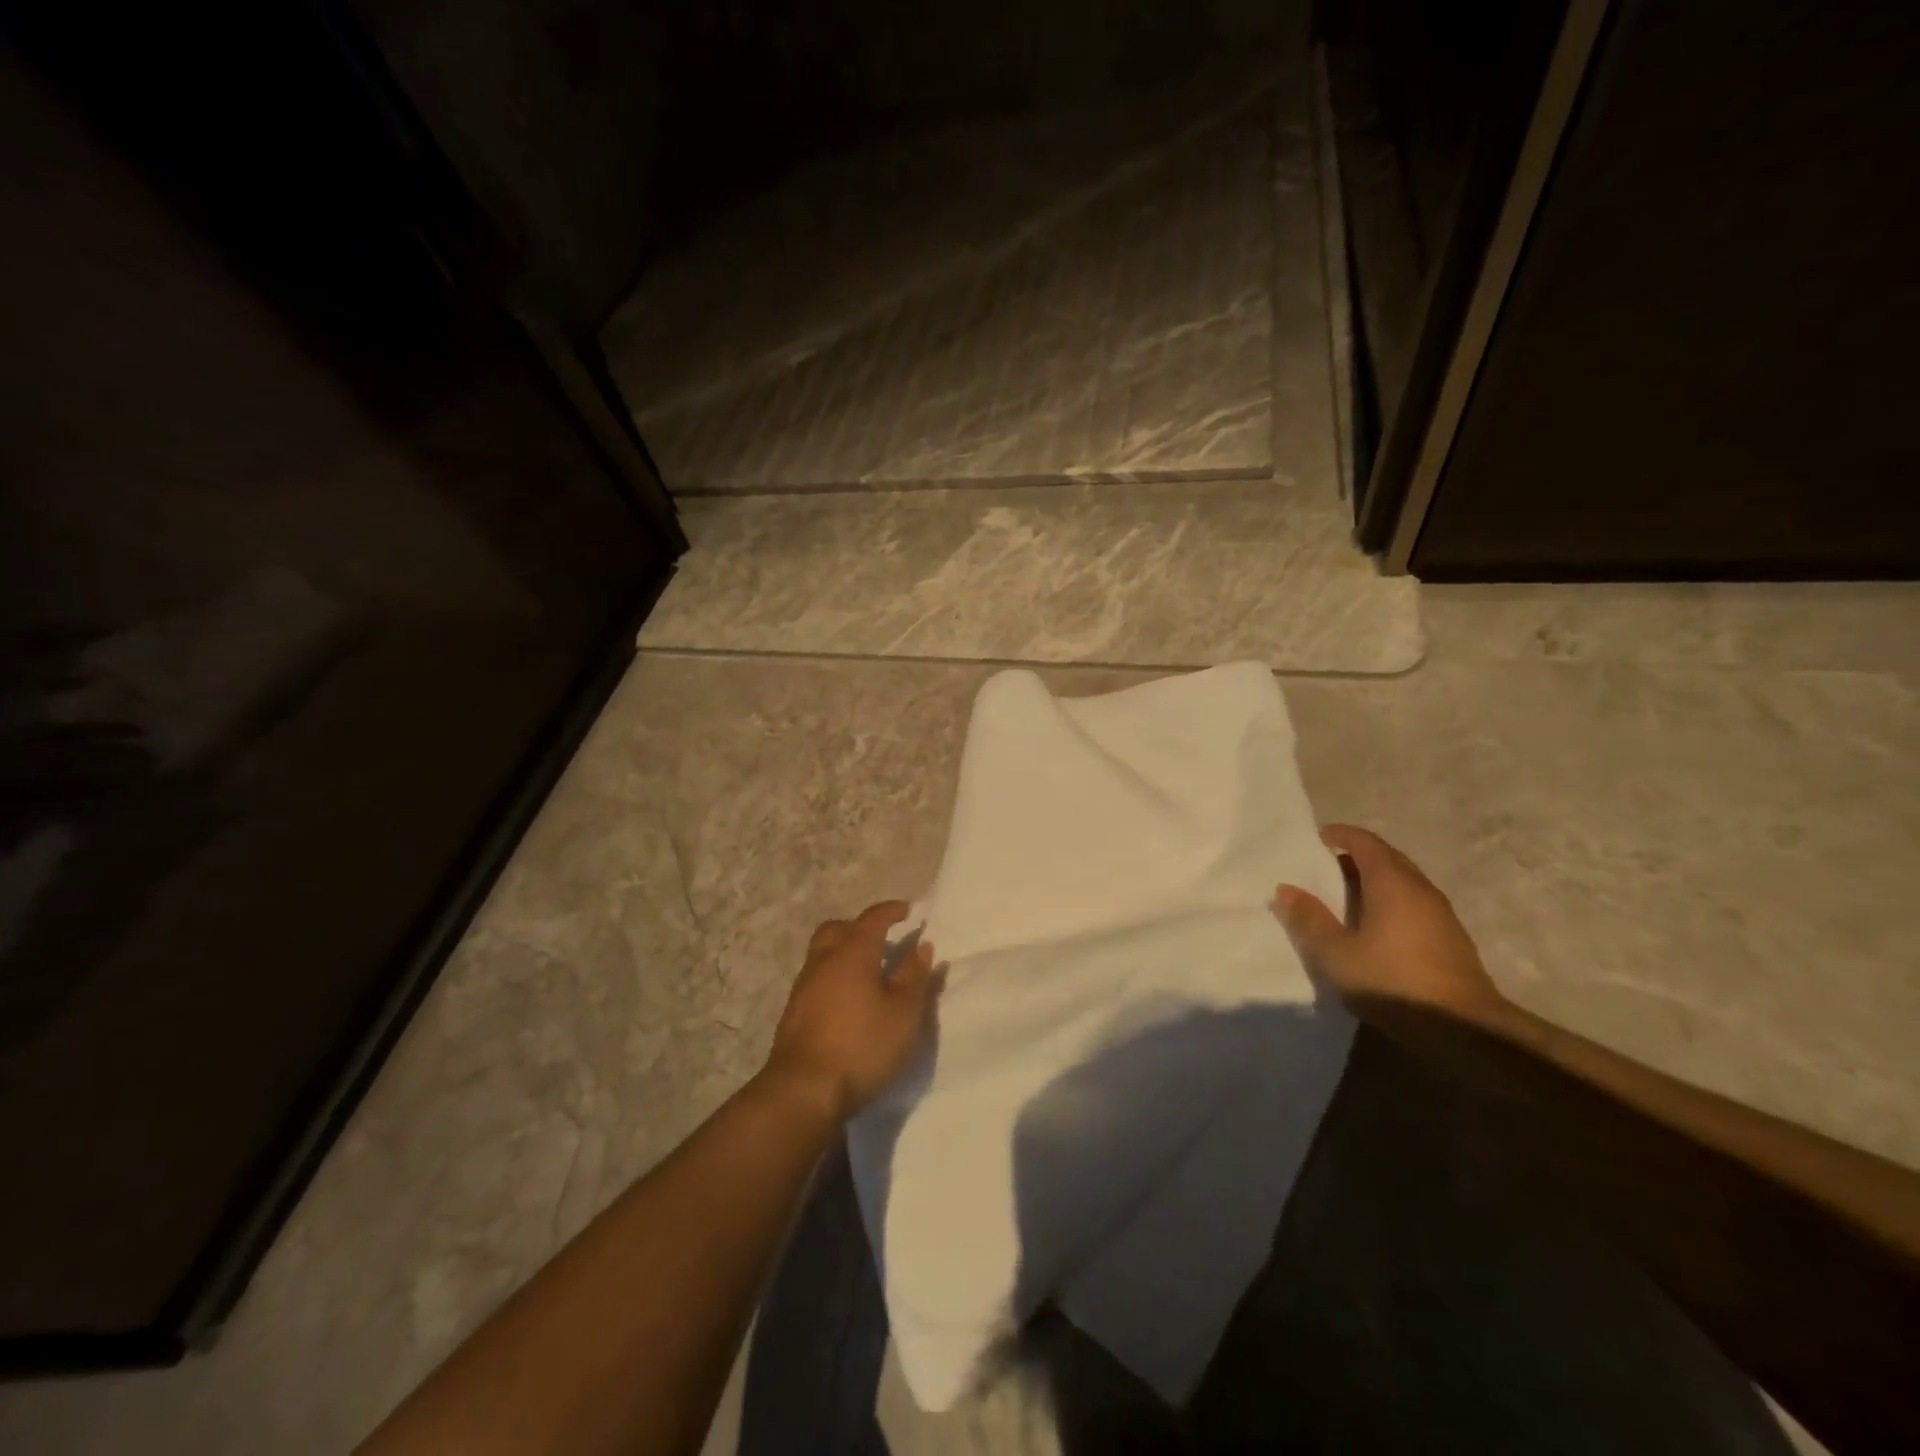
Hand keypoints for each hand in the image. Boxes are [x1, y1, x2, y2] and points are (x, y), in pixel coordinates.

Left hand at [762, 901, 941, 1122]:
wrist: (803, 1090)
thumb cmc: (862, 1045)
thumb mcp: (904, 1013)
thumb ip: (914, 976)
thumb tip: (922, 946)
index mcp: (853, 952)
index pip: (872, 919)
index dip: (890, 911)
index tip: (906, 910)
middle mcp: (824, 961)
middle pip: (838, 929)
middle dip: (859, 927)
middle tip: (881, 940)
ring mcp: (803, 987)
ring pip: (823, 954)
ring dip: (844, 953)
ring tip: (868, 972)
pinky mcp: (793, 1013)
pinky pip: (816, 979)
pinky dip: (834, 977)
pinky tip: (848, 1001)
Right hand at [1272, 825, 1505, 1022]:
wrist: (1464, 1030)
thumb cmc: (1392, 982)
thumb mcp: (1336, 954)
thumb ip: (1310, 919)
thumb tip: (1286, 889)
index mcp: (1392, 883)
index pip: (1366, 842)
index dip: (1341, 835)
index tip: (1319, 838)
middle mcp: (1420, 889)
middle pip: (1387, 859)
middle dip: (1357, 857)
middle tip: (1327, 868)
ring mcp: (1441, 914)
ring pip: (1403, 882)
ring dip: (1375, 881)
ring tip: (1347, 898)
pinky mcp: (1451, 939)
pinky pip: (1414, 904)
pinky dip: (1391, 902)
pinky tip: (1376, 928)